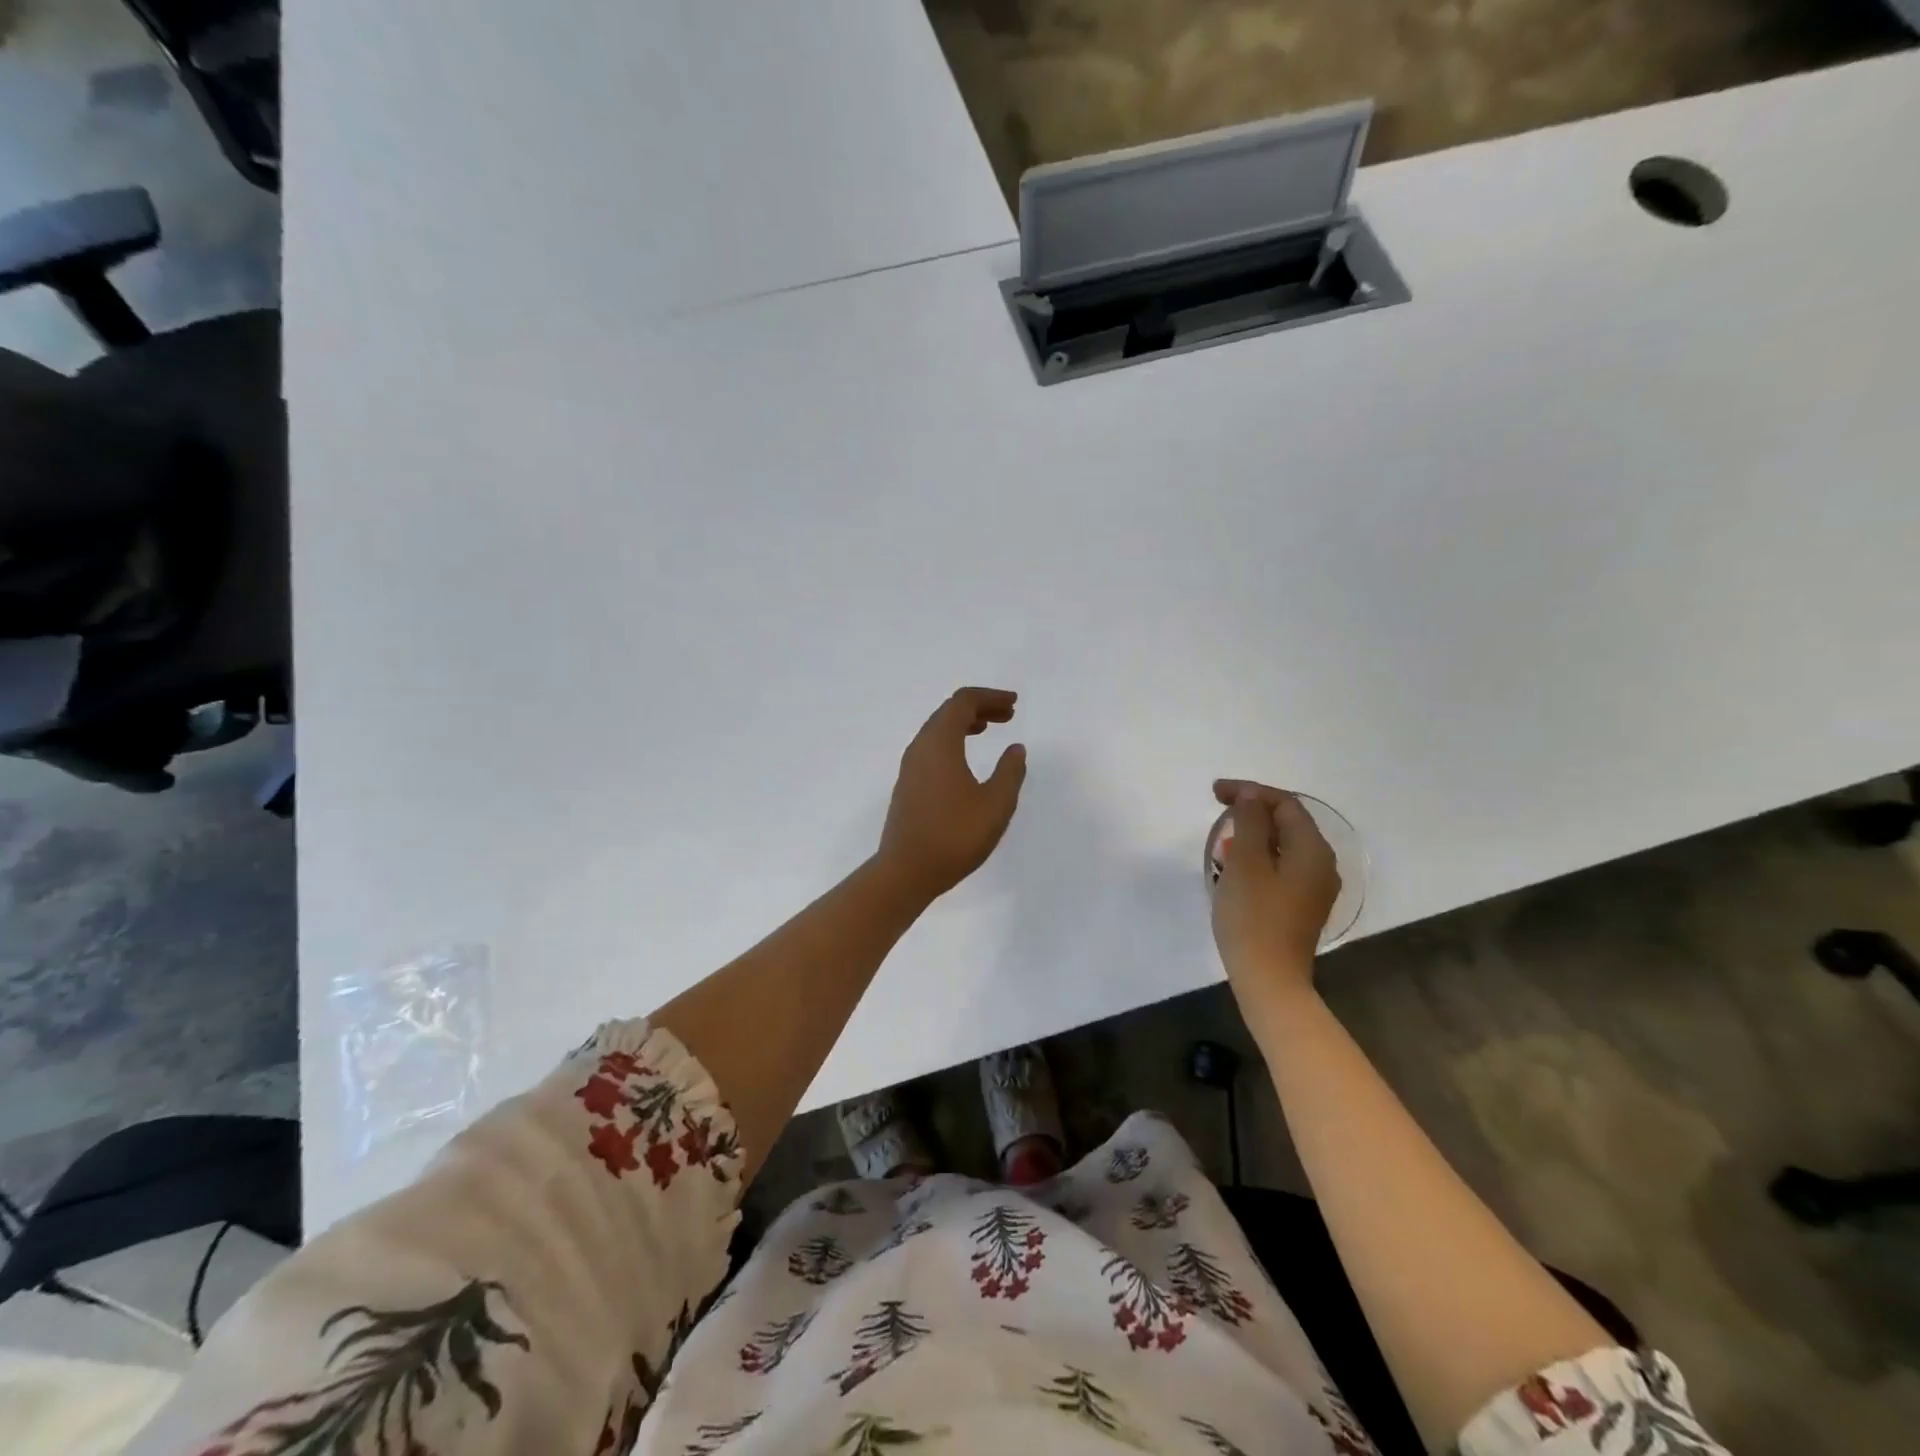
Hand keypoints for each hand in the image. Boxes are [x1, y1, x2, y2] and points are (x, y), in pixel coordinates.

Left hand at [876, 687, 1026, 904]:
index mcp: (940, 743)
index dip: (990, 697)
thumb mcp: (995, 804)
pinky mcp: (908, 785)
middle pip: (948, 712)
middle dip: (979, 707)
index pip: (962, 702)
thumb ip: (1010, 772)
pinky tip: (966, 760)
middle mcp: (921, 748)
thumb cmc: (954, 836)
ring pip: (937, 730)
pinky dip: (953, 741)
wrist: (906, 871)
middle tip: (1008, 715)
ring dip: (965, 724)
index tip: (1014, 704)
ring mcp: (910, 767)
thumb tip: (1015, 748)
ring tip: (989, 729)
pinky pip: (931, 748)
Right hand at [1209, 780, 1340, 1004]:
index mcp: (1313, 850)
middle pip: (1288, 822)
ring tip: (1222, 839)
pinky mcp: (1302, 906)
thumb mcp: (1246, 862)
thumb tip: (1251, 796)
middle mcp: (1322, 865)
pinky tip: (1235, 867)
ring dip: (1253, 835)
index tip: (1214, 793)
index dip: (1250, 791)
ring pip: (1284, 846)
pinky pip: (1282, 867)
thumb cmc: (1253, 916)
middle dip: (1252, 811)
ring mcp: (1314, 888)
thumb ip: (1250, 822)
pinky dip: (1259, 857)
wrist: (1268, 979)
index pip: (1285, 804)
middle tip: (1217, 810)